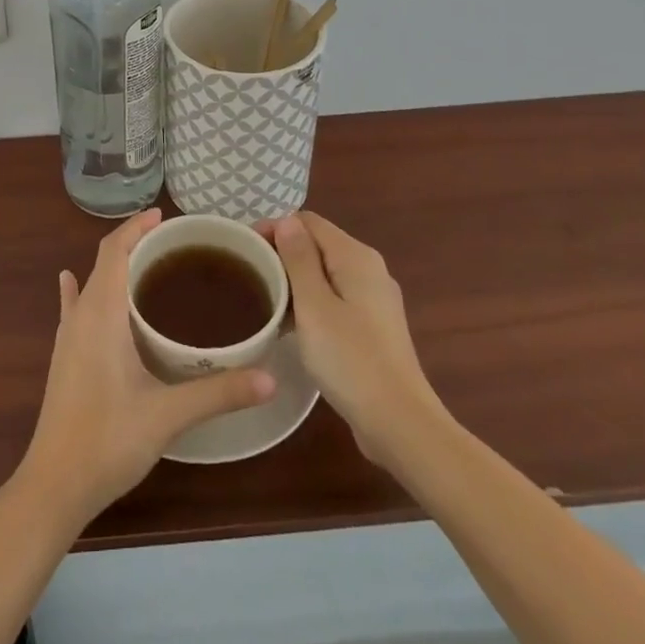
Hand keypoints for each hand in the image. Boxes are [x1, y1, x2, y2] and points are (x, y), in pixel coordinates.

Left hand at [19, 208, 275, 524]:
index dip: (136, 228)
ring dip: (115, 267)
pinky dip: (81, 289)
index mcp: (101, 314)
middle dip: (133, 244)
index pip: (114, 251)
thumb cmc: (108, 440)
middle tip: (174, 244)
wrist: (54, 485)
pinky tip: (72, 282)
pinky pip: (73, 308)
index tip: (164, 216)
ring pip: (90, 284)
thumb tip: (270, 377)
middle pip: (104, 262)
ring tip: (147, 264)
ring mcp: (67, 337)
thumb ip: (218, 393)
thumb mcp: (168, 415)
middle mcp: (80, 315)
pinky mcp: (63, 357)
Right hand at [260, 211, 447, 465]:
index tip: (245, 250)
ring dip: (294, 281)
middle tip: (250, 276)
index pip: (308, 222)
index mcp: (356, 257)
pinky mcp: (374, 327)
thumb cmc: (350, 360)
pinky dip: (311, 303)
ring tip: (263, 300)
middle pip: (317, 245)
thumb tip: (287, 220)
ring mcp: (375, 300)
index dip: (275, 228)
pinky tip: (291, 326)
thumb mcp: (314, 306)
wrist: (399, 424)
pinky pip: (335, 299)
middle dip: (282, 254)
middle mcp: (370, 270)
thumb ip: (299, 258)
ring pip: (325, 273)